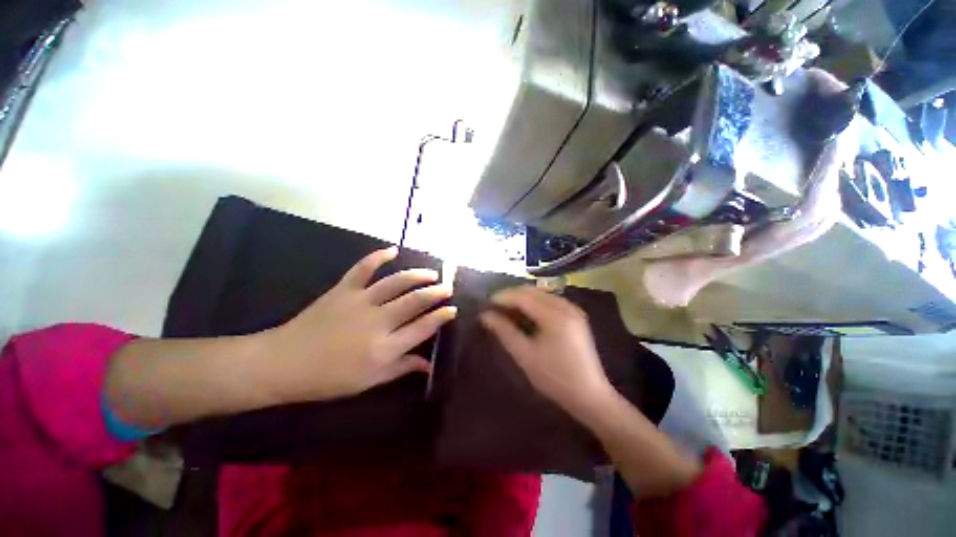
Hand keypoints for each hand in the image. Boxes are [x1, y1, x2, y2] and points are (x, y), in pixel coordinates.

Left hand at [258, 246, 455, 402]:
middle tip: (447, 288)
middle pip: (414, 301)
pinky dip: (378, 257)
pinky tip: (392, 250)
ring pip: (396, 282)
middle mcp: (377, 322)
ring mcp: (360, 302)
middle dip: (435, 293)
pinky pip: (363, 268)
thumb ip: (401, 368)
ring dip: (417, 275)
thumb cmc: (329, 379)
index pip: (422, 328)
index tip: (453, 310)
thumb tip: (428, 365)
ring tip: (431, 273)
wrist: (283, 363)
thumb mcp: (369, 381)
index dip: (440, 317)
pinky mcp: (343, 290)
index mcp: (384, 348)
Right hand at [479, 286, 613, 416]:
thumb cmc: (554, 378)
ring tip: (507, 310)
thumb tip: (485, 315)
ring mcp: (573, 309)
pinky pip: (550, 300)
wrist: (590, 396)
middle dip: (511, 296)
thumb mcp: (525, 356)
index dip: (502, 297)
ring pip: (541, 293)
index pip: (522, 297)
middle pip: (532, 291)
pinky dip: (535, 303)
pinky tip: (526, 313)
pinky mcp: (576, 315)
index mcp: (554, 315)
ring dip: (522, 298)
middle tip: (494, 307)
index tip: (486, 304)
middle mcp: (565, 306)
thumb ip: (504, 332)